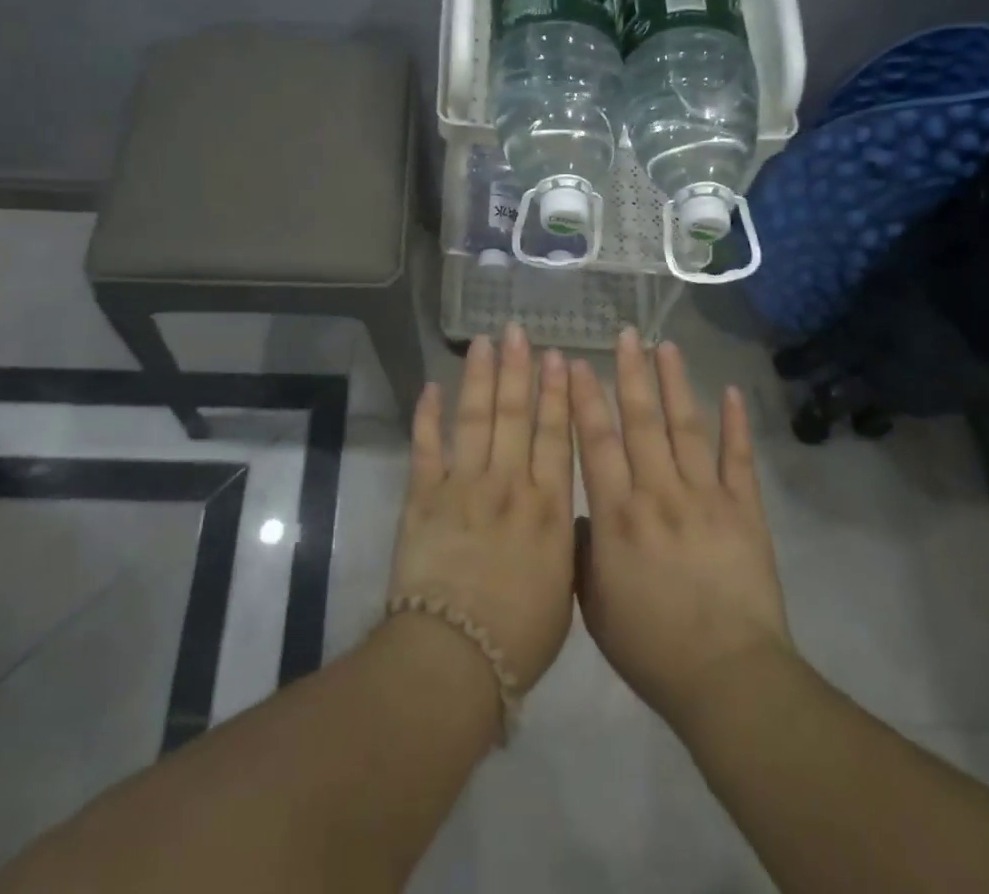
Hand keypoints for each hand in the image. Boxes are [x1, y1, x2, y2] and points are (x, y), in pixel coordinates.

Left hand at [386, 324, 576, 690]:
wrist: (455, 657)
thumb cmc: (520, 635)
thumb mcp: (565, 590)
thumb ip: (565, 543)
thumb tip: (565, 513)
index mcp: (547, 506)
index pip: (554, 435)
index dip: (557, 394)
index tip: (559, 358)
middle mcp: (508, 483)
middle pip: (515, 414)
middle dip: (518, 369)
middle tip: (518, 330)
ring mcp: (462, 484)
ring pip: (475, 417)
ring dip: (480, 377)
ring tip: (485, 342)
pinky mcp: (423, 496)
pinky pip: (425, 446)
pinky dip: (426, 415)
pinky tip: (430, 386)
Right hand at [570, 329, 793, 731]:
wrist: (728, 680)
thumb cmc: (651, 648)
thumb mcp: (593, 606)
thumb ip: (580, 552)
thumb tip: (579, 512)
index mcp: (617, 516)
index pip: (596, 443)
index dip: (585, 399)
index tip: (577, 362)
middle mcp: (659, 493)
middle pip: (641, 422)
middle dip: (631, 374)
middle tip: (626, 334)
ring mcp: (706, 498)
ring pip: (687, 428)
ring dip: (676, 384)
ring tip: (667, 346)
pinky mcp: (745, 511)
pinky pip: (740, 460)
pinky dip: (737, 425)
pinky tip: (732, 392)